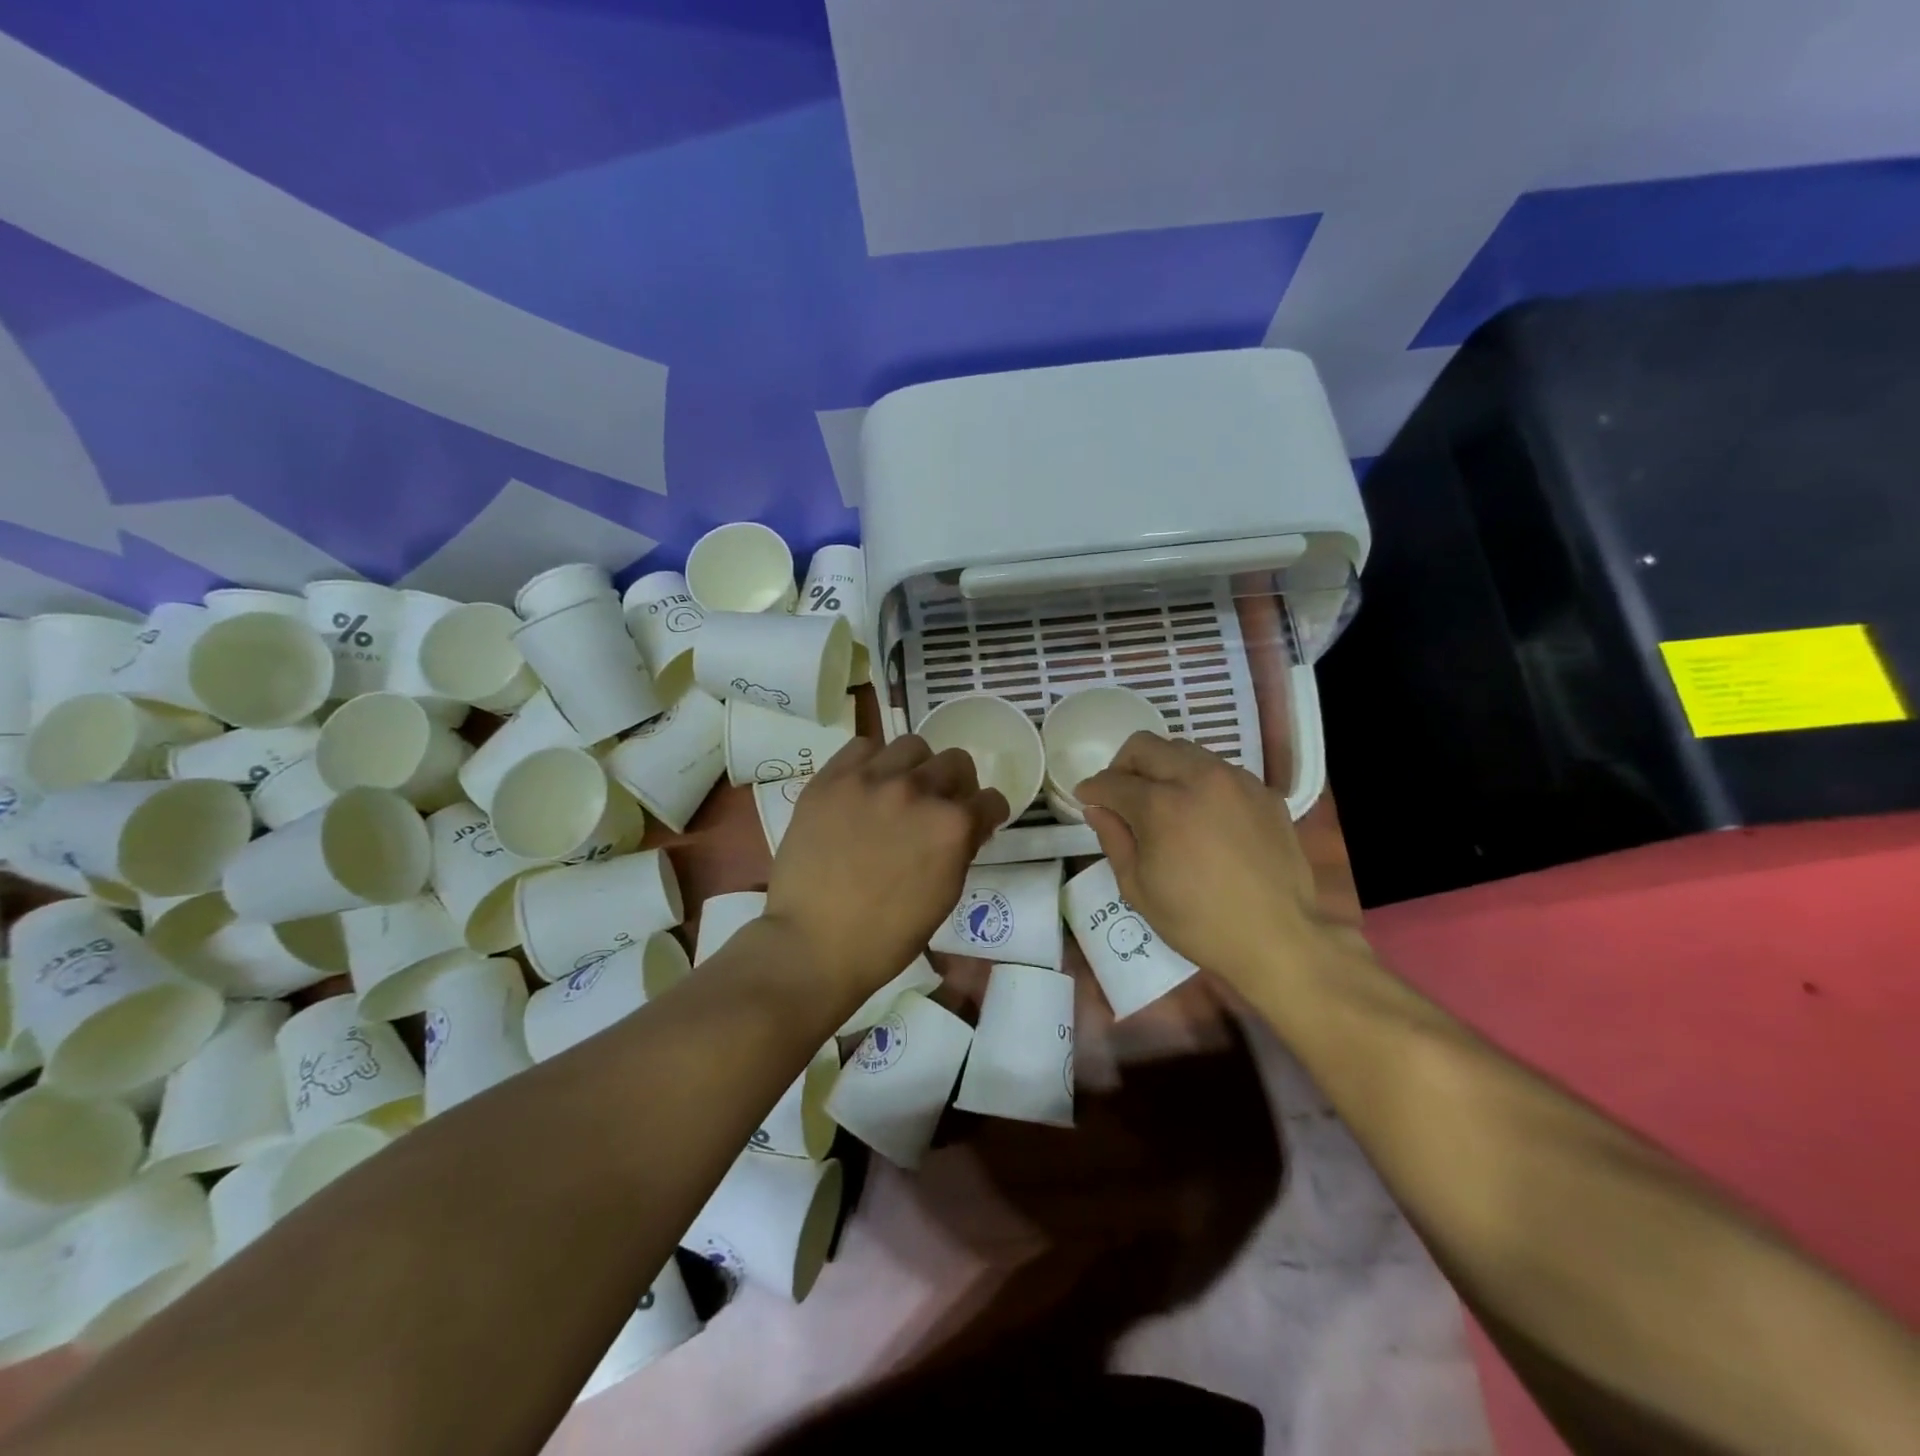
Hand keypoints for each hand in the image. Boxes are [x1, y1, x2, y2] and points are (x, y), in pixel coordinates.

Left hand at [765, 735, 1007, 1007]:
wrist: (812, 944)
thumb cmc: (886, 937)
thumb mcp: (943, 896)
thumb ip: (961, 850)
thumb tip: (968, 825)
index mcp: (952, 826)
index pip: (990, 799)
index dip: (988, 813)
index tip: (979, 821)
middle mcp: (917, 791)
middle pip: (956, 762)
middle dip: (957, 785)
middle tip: (939, 806)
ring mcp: (871, 780)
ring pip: (912, 746)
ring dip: (916, 767)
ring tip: (900, 791)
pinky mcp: (831, 779)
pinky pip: (862, 747)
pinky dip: (871, 763)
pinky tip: (864, 787)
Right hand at [1076, 733, 1329, 988]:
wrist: (1277, 939)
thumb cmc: (1198, 922)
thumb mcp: (1138, 888)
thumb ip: (1113, 839)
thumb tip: (1097, 809)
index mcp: (1162, 806)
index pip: (1113, 781)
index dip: (1092, 789)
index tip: (1087, 798)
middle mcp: (1199, 778)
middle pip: (1146, 746)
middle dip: (1123, 765)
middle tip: (1120, 795)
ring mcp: (1237, 781)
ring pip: (1185, 751)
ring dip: (1163, 768)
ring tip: (1163, 802)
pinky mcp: (1264, 792)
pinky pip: (1221, 771)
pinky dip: (1200, 783)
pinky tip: (1203, 816)